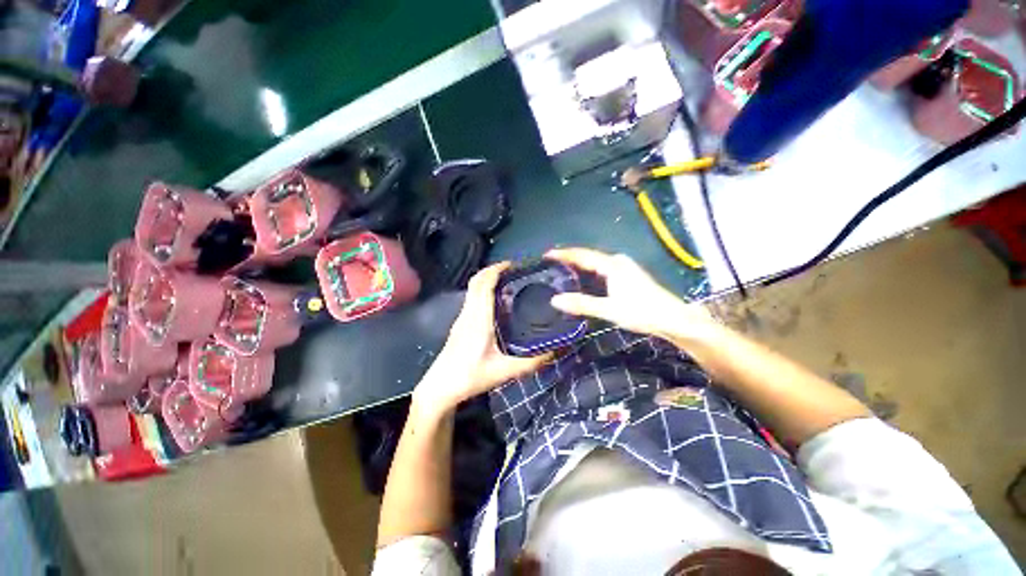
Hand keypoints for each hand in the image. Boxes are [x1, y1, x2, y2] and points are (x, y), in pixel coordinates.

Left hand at [413, 263, 550, 412]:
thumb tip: (556, 349)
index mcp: (478, 317)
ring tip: (509, 283)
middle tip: (515, 271)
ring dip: (488, 279)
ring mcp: (462, 317)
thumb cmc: (471, 376)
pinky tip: (497, 302)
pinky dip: (483, 290)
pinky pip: (472, 298)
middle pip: (477, 281)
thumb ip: (532, 361)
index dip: (497, 269)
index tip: (515, 264)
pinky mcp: (460, 323)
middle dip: (494, 270)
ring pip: (473, 288)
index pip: (484, 283)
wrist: (441, 387)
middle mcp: (468, 312)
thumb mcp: (505, 371)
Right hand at [546, 248, 719, 343]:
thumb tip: (555, 300)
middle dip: (569, 258)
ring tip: (561, 269)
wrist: (673, 318)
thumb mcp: (609, 310)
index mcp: (612, 265)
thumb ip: (582, 304)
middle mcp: (617, 261)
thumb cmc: (642, 312)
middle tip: (550, 263)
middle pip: (588, 256)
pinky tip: (583, 279)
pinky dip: (588, 271)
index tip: (546, 254)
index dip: (563, 254)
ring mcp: (623, 267)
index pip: (582, 255)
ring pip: (595, 262)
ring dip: (579, 264)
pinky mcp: (627, 275)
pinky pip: (601, 268)